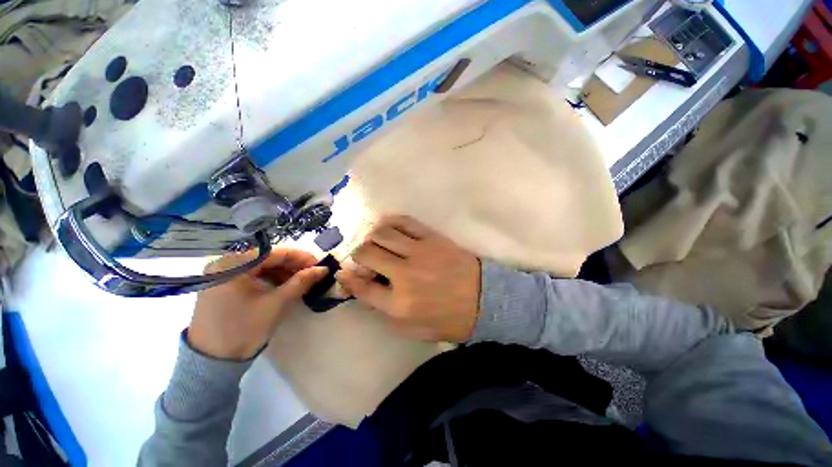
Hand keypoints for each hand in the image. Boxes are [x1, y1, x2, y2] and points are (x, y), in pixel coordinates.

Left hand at [188, 249, 327, 359]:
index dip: (300, 257)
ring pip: (260, 267)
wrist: (212, 362)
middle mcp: (225, 264)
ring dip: (282, 272)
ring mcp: (222, 275)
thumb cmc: (244, 329)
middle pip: (267, 258)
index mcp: (234, 265)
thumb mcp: (277, 303)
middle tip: (312, 273)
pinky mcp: (222, 286)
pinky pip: (251, 276)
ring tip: (301, 280)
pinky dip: (269, 279)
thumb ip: (302, 282)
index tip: (319, 264)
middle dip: (292, 265)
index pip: (274, 253)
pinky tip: (283, 285)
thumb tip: (323, 269)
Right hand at [336, 216, 480, 341]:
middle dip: (358, 255)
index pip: (361, 287)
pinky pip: (404, 221)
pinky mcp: (432, 238)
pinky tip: (387, 226)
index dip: (348, 278)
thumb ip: (382, 309)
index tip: (344, 272)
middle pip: (366, 253)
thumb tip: (358, 284)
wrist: (482, 299)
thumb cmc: (446, 319)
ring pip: (381, 233)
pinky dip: (389, 221)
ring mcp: (419, 252)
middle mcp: (405, 275)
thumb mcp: (411, 328)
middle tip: (364, 258)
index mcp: (399, 303)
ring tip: (375, 242)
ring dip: (371, 237)